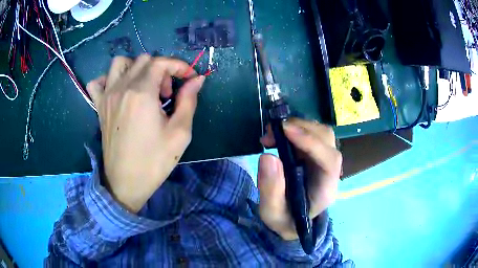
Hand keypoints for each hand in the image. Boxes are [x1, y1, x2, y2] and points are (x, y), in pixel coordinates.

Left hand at [86, 54, 204, 212]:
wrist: (126, 183)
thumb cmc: (154, 161)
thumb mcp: (180, 133)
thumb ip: (189, 101)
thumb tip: (197, 80)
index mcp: (142, 93)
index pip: (161, 62)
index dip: (179, 66)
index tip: (190, 78)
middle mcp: (122, 88)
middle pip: (143, 60)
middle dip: (161, 70)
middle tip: (167, 93)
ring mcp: (107, 96)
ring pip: (120, 63)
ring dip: (136, 68)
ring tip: (144, 87)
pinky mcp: (99, 107)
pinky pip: (98, 82)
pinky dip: (108, 79)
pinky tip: (118, 90)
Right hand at [258, 118, 341, 239]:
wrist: (292, 220)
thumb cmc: (285, 219)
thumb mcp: (272, 213)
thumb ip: (270, 190)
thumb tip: (268, 157)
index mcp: (325, 190)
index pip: (330, 161)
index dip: (311, 143)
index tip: (286, 131)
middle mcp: (329, 171)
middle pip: (327, 140)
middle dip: (301, 129)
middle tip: (270, 133)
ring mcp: (323, 159)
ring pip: (320, 132)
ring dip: (296, 126)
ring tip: (271, 134)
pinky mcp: (314, 153)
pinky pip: (311, 133)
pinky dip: (294, 128)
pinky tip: (277, 136)